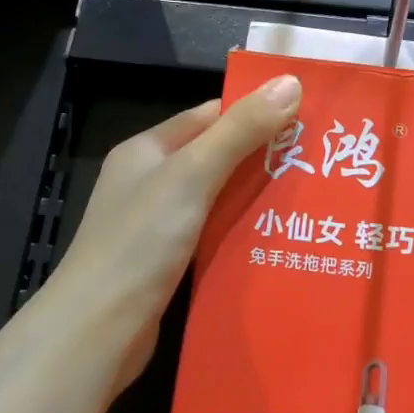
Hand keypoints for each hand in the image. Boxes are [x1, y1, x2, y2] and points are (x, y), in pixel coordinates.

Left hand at [48, 74, 303, 392]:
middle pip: (214, 159)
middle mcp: (148, 182)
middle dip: (262, 159)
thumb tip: (290, 82)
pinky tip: (275, 241)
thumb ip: (240, 130)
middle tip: (317, 163)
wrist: (96, 330)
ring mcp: (154, 225)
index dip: (254, 113)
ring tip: (309, 201)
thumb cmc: (141, 241)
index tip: (306, 119)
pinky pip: (210, 237)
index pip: (208, 117)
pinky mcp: (165, 264)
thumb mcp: (193, 175)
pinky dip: (239, 235)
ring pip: (215, 201)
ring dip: (254, 200)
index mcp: (147, 150)